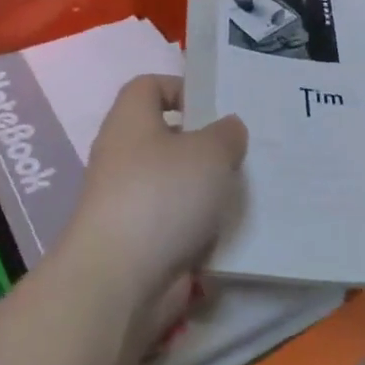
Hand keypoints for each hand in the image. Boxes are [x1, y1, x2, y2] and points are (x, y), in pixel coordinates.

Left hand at [60, 74, 247, 306]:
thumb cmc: (163, 195)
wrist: (120, 278)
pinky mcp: (138, 241)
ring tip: (244, 190)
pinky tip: (230, 229)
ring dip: (206, 189)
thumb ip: (226, 133)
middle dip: (205, 145)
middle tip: (243, 151)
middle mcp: (122, 157)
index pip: (149, 86)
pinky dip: (199, 226)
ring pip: (174, 184)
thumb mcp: (211, 151)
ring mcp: (127, 202)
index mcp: (130, 122)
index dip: (182, 88)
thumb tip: (227, 129)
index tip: (217, 107)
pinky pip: (176, 223)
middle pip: (166, 138)